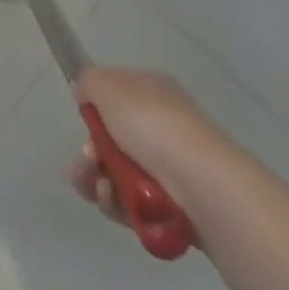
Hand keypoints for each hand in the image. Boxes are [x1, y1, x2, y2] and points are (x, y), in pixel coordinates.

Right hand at [69, 66, 243, 236]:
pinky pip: (137, 204)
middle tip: (86, 166)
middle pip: (114, 140)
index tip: (83, 123)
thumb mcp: (107, 86)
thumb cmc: (153, 127)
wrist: (205, 186)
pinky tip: (117, 206)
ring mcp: (173, 168)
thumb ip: (88, 83)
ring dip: (101, 183)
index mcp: (151, 91)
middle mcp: (163, 125)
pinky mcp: (178, 206)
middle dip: (91, 155)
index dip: (94, 110)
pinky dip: (121, 206)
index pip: (114, 95)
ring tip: (102, 192)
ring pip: (121, 174)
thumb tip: (84, 93)